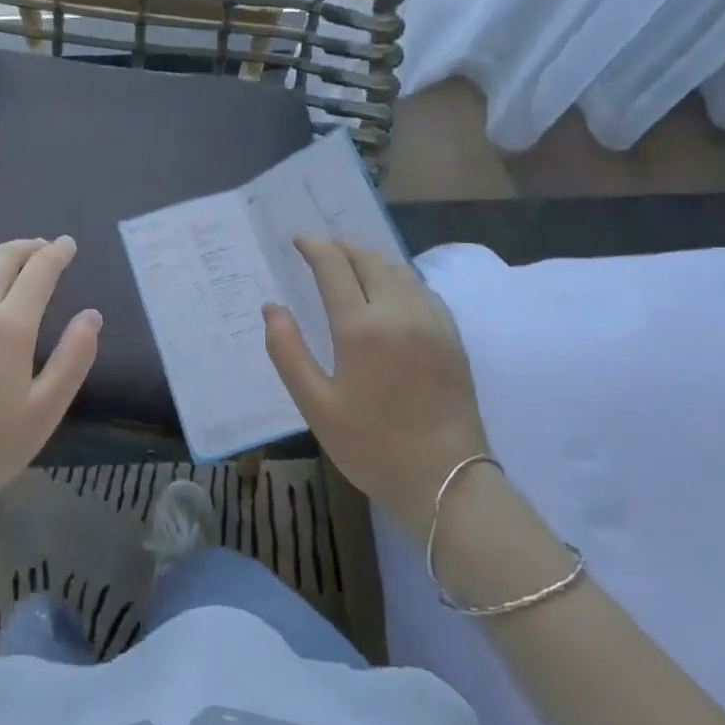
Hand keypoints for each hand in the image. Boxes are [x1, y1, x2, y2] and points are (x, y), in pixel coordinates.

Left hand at [0, 236, 99, 515]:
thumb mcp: (46, 409)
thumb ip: (74, 357)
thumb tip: (92, 315)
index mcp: (8, 326)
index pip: (38, 271)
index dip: (56, 253)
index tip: (68, 244)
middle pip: (2, 258)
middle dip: (28, 247)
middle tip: (43, 248)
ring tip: (10, 258)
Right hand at [264, 238, 488, 545]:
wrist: (447, 483)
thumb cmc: (373, 446)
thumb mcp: (316, 405)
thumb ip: (288, 352)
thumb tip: (272, 308)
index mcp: (361, 327)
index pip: (334, 266)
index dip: (315, 247)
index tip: (299, 241)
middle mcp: (398, 312)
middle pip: (369, 260)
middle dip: (342, 248)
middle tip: (321, 249)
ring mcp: (431, 322)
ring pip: (398, 270)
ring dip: (371, 259)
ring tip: (351, 264)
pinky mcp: (452, 337)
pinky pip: (422, 289)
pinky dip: (399, 277)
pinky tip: (391, 290)